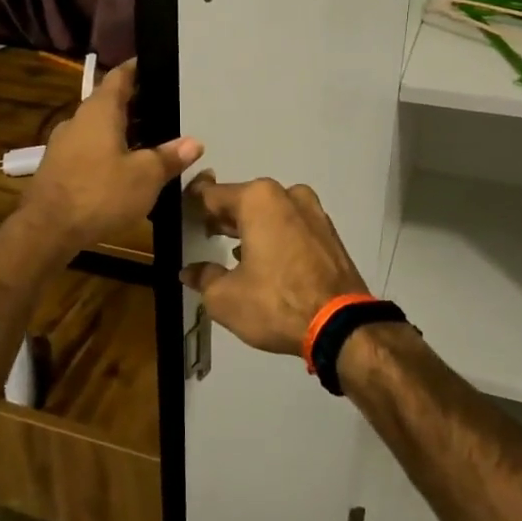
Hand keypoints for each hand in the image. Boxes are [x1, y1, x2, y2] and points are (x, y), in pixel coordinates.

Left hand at [19, 60, 202, 256]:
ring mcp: (63, 145)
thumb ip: (170, 156)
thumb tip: (194, 142)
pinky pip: (88, 149)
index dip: (136, 69)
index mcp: (100, 111)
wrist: (47, 230)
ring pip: (98, 128)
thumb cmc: (100, 193)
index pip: (119, 77)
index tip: (152, 64)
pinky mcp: (57, 168)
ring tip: (149, 141)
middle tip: (163, 108)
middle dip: (135, 105)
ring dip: (121, 131)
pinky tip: (123, 168)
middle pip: (108, 103)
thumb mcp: (145, 176)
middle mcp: (78, 120)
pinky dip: (108, 151)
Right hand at [180, 176, 368, 356]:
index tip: (180, 218)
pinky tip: (264, 261)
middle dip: (224, 217)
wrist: (340, 325)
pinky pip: (292, 227)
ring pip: (271, 213)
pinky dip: (275, 237)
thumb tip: (190, 271)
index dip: (192, 207)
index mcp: (258, 199)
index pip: (212, 195)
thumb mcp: (224, 297)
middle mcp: (287, 195)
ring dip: (251, 227)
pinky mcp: (329, 233)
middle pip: (244, 200)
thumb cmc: (275, 302)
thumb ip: (204, 277)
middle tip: (203, 235)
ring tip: (232, 251)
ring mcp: (313, 212)